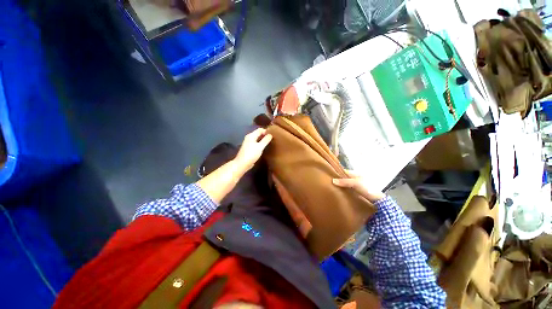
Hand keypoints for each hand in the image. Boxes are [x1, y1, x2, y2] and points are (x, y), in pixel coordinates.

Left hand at [234, 128, 272, 171]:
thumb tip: (270, 134)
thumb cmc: (251, 154)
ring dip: (263, 140)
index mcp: (251, 136)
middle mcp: (249, 138)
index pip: (260, 129)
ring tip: (270, 143)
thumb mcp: (260, 147)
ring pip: (257, 139)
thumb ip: (265, 140)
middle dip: (265, 135)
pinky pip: (256, 143)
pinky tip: (264, 147)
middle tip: (272, 139)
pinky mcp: (249, 148)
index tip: (273, 135)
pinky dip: (260, 144)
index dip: (266, 131)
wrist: (242, 164)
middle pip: (258, 134)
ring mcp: (248, 143)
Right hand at [332, 170, 385, 202]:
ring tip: (333, 188)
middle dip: (338, 180)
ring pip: (346, 184)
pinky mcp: (358, 191)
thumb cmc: (367, 188)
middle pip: (345, 178)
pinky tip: (340, 193)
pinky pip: (348, 189)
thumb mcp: (355, 183)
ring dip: (341, 186)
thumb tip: (332, 180)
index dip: (337, 173)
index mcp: (356, 173)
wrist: (378, 200)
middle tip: (330, 183)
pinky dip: (344, 190)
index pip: (344, 171)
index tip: (329, 176)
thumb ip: (345, 182)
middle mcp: (356, 178)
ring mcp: (357, 185)